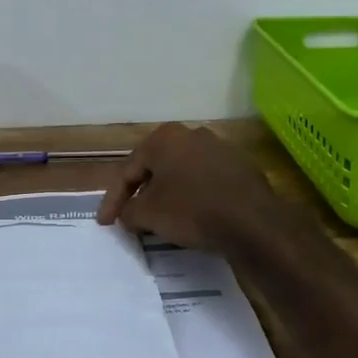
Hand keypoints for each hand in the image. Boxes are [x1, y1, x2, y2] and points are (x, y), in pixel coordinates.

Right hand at [95, 123, 286, 252]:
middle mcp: (193, 134)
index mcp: (165, 138)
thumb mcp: (148, 214)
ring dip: (168, 195)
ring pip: (182, 174)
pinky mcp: (241, 168)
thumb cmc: (191, 210)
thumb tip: (128, 214)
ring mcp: (220, 149)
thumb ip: (129, 211)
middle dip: (141, 194)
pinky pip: (206, 183)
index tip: (105, 223)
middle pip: (156, 168)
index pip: (128, 170)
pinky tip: (192, 218)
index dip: (113, 199)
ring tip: (159, 220)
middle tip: (130, 217)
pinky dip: (193, 198)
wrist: (252, 222)